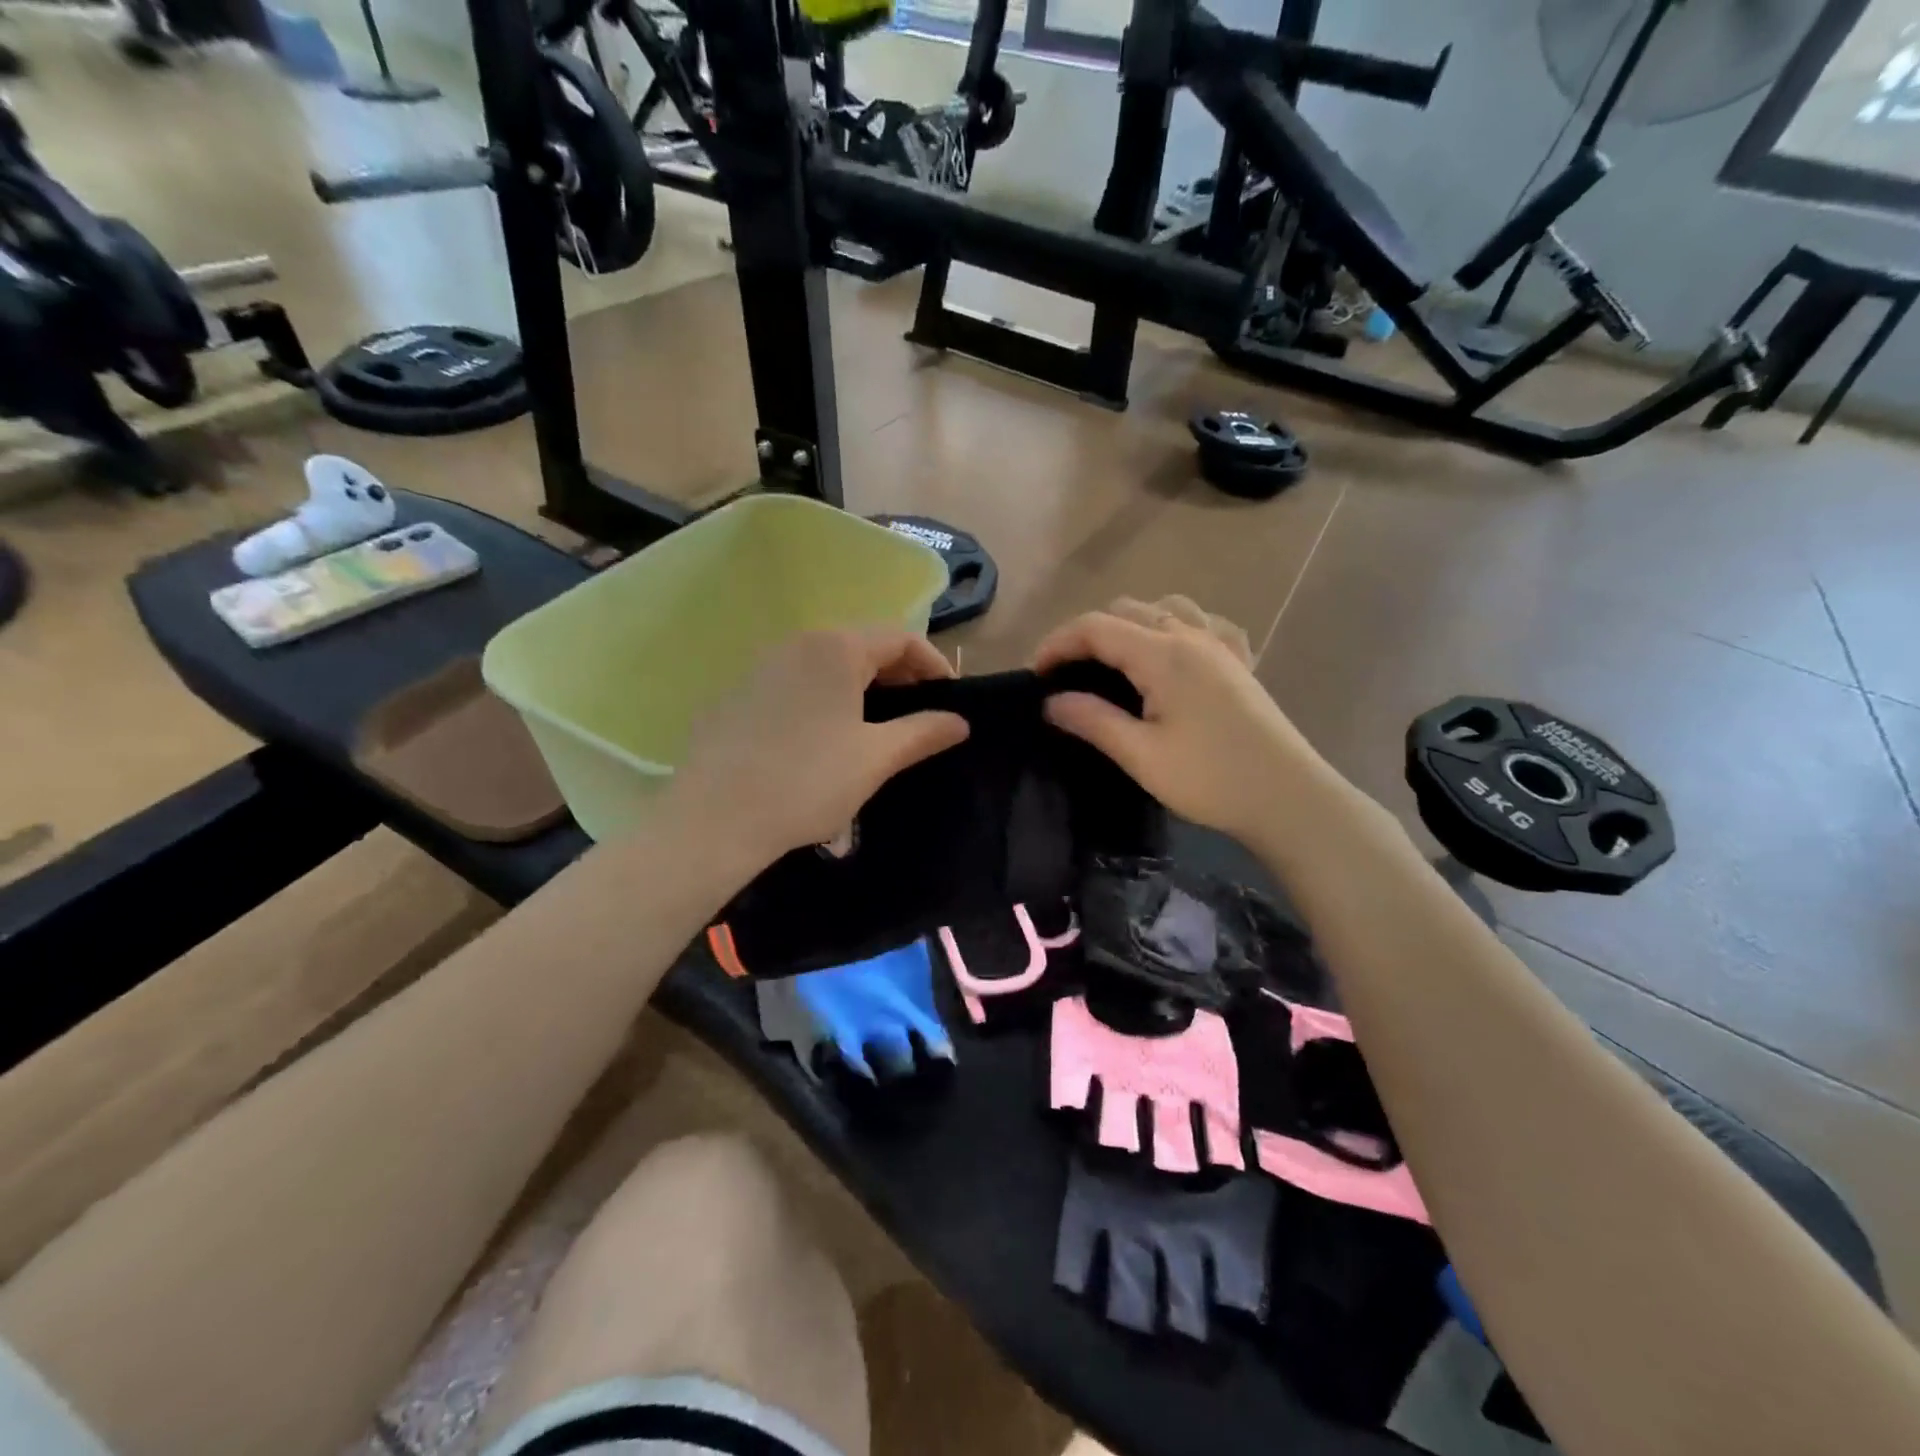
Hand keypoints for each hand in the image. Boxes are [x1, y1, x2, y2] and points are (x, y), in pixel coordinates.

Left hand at [668, 629, 969, 872]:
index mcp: (837, 648)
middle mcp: (797, 643)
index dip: (934, 665)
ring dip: (860, 687)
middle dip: (898, 675)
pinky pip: (794, 683)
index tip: (951, 700)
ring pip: (826, 665)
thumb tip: (960, 722)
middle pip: (862, 646)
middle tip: (918, 715)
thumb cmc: (808, 782)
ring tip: (875, 727)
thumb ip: (923, 732)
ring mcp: (760, 666)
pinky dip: (822, 698)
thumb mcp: (876, 758)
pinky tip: (821, 739)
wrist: (715, 819)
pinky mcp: (735, 694)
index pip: (901, 638)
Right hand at [1033, 596, 1330, 845]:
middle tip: (1066, 674)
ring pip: (1163, 609)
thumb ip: (1093, 721)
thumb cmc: (1210, 779)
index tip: (1035, 675)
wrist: (1288, 798)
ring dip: (1128, 625)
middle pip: (1126, 610)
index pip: (1096, 627)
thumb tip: (1051, 701)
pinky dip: (1172, 627)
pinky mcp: (1237, 662)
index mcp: (1163, 654)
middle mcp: (1190, 636)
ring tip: (1112, 661)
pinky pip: (1199, 623)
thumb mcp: (1141, 755)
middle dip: (1087, 633)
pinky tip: (1170, 653)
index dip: (1057, 643)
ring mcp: (1219, 646)